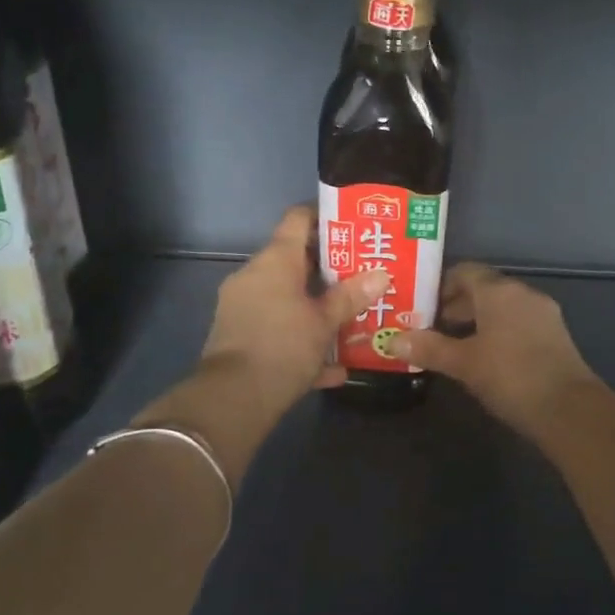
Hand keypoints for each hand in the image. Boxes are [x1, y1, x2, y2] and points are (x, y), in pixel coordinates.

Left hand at [199, 204, 389, 421]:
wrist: (233, 399)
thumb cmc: (283, 346)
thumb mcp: (325, 322)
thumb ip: (352, 296)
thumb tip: (381, 274)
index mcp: (275, 261)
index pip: (298, 218)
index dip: (325, 215)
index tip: (353, 224)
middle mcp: (255, 276)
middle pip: (295, 260)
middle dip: (330, 268)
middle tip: (363, 274)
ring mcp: (243, 306)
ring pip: (287, 297)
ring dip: (316, 306)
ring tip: (353, 316)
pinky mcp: (239, 336)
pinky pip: (277, 328)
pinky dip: (301, 339)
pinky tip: (334, 366)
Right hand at [390, 264, 598, 432]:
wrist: (569, 409)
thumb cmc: (510, 376)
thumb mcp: (463, 363)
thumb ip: (428, 348)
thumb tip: (391, 340)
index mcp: (499, 291)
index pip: (464, 271)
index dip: (440, 285)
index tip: (420, 306)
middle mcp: (522, 293)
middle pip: (483, 289)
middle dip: (456, 306)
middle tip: (431, 328)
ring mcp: (542, 313)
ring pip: (502, 307)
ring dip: (477, 320)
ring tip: (454, 346)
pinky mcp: (554, 335)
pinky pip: (518, 322)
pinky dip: (498, 331)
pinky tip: (485, 358)